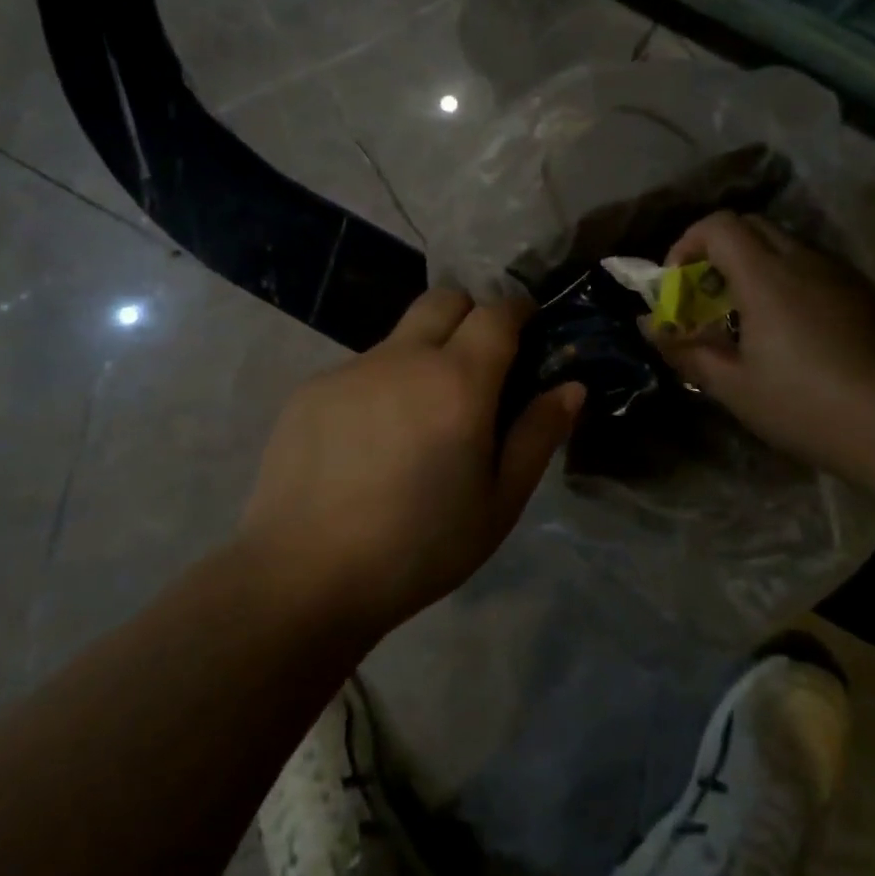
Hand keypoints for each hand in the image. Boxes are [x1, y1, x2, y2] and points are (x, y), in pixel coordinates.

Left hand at [239, 289, 583, 635]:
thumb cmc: (419, 547)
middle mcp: (404, 357)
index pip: (497, 311)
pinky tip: (368, 445)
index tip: (528, 328)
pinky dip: (380, 387)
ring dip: (422, 356)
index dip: (518, 310)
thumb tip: (571, 386)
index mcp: (458, 381)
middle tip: (478, 366)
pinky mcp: (312, 390)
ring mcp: (351, 369)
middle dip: (471, 314)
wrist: (302, 577)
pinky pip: (361, 370)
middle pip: (444, 299)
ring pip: (400, 337)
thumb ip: (538, 435)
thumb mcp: (498, 503)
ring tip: (418, 422)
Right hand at [652, 211, 874, 478]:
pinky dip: (790, 279)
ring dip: (755, 265)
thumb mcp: (732, 386)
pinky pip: (816, 267)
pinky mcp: (865, 293)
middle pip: (751, 226)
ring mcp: (841, 274)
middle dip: (718, 251)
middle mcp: (805, 260)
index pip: (719, 225)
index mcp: (767, 276)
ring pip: (786, 244)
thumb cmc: (803, 406)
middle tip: (708, 296)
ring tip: (749, 316)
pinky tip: (795, 330)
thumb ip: (685, 348)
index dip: (687, 243)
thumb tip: (649, 325)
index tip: (679, 283)